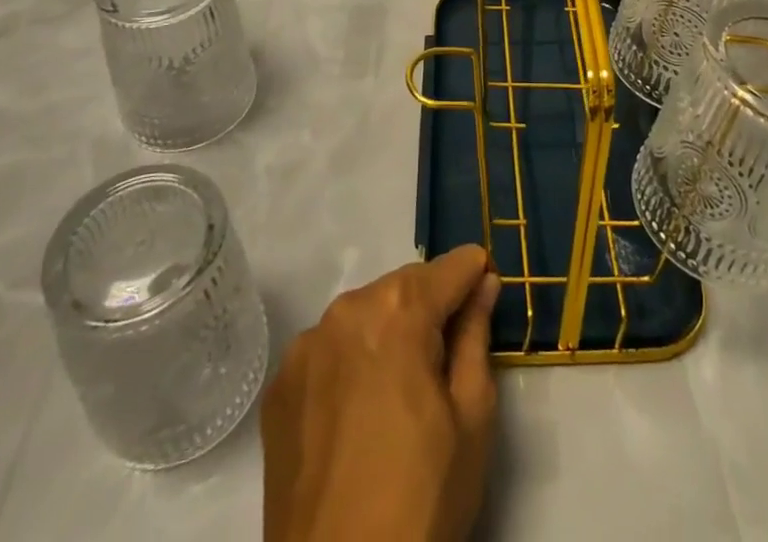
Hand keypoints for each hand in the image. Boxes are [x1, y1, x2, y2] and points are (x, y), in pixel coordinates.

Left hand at [262, 245, 500, 541]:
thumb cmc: (421, 499)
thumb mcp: (472, 418)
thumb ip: (477, 336)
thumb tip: (483, 283)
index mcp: (397, 309)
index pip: (448, 268)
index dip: (473, 275)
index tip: (487, 287)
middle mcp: (346, 310)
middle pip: (403, 287)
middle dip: (430, 307)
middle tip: (447, 358)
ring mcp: (305, 347)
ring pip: (364, 315)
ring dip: (388, 332)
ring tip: (401, 391)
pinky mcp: (280, 387)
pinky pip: (329, 352)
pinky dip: (351, 363)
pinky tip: (360, 412)